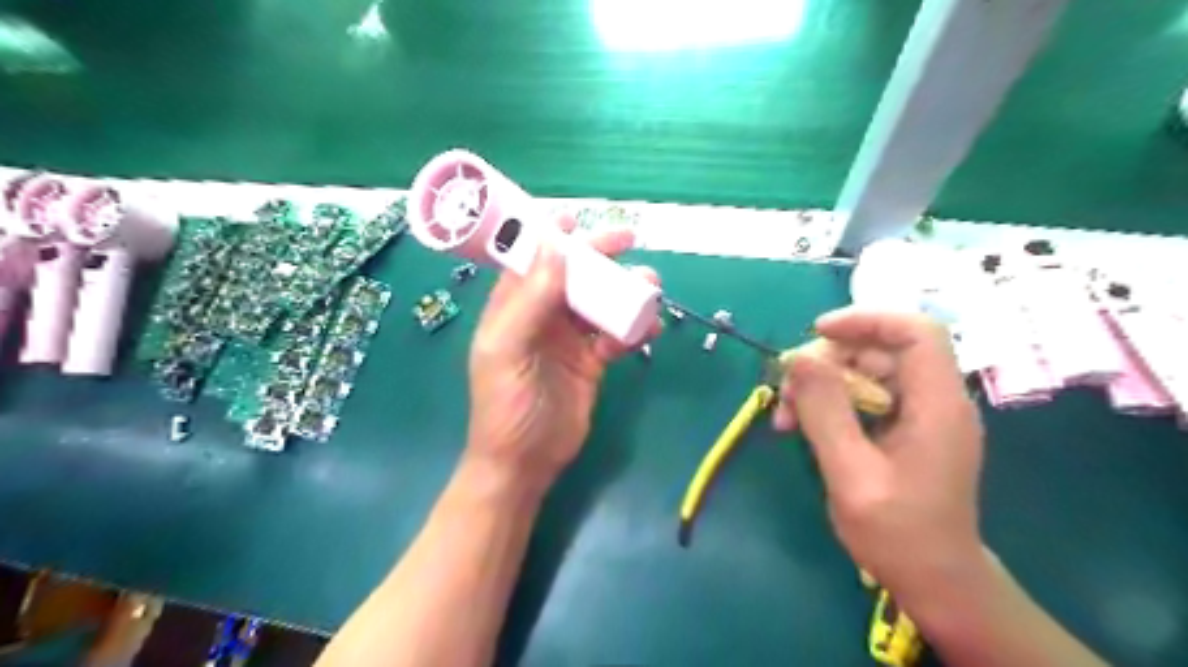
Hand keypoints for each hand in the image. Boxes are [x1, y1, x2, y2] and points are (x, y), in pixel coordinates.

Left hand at [461, 217, 657, 494]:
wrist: (526, 462)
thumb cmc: (507, 406)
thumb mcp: (510, 350)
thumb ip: (530, 300)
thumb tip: (554, 247)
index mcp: (512, 309)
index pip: (531, 261)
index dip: (551, 237)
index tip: (576, 218)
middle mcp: (541, 317)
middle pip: (572, 276)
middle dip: (598, 258)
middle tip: (628, 242)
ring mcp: (568, 339)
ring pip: (599, 303)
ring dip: (623, 293)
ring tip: (650, 290)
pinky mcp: (591, 361)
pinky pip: (615, 335)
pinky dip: (633, 329)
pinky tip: (650, 330)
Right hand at [770, 307, 984, 604]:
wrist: (934, 580)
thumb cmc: (898, 534)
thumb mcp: (851, 474)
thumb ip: (825, 412)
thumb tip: (797, 358)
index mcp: (937, 405)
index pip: (916, 332)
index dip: (867, 320)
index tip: (817, 333)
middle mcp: (933, 399)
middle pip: (879, 351)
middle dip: (826, 362)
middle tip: (785, 391)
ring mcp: (918, 414)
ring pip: (864, 372)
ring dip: (819, 386)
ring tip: (785, 417)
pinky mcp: (903, 428)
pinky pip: (861, 396)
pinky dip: (828, 404)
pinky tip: (800, 425)